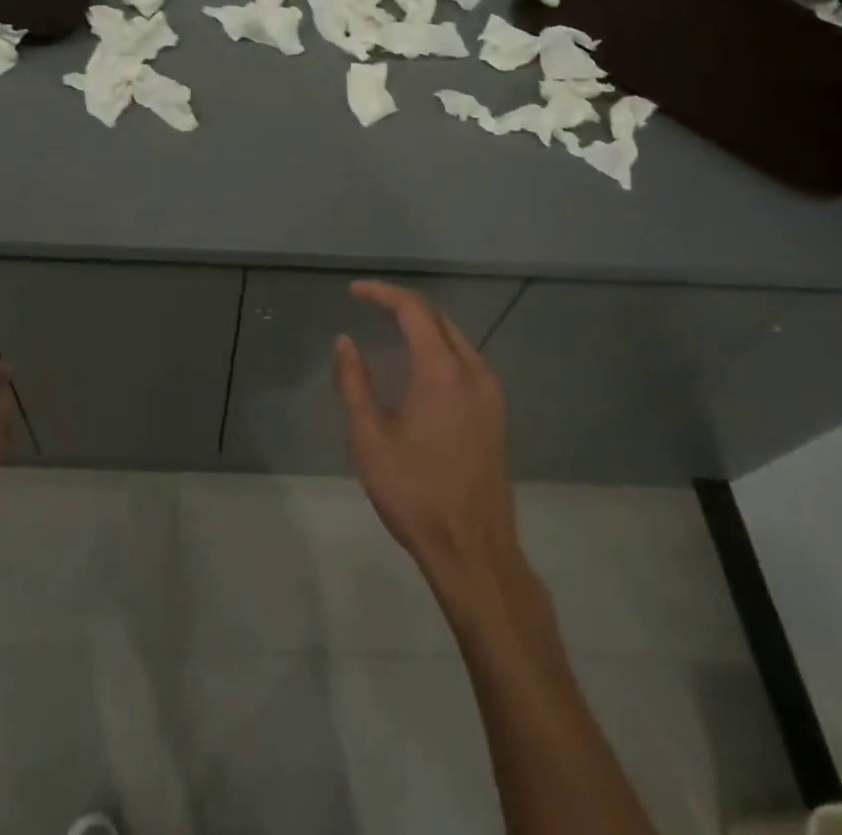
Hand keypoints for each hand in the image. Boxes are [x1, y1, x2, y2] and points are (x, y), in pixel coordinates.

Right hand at [333, 281, 522, 589]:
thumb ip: (354, 382)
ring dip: (424, 324)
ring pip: (456, 338)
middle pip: (438, 318)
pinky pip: (467, 360)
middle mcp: (473, 372)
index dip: (382, 293)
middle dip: (403, 304)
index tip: (354, 291)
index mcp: (442, 371)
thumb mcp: (369, 437)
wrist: (473, 550)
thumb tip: (345, 341)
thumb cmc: (414, 492)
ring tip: (390, 327)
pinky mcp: (496, 414)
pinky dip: (440, 347)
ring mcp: (491, 393)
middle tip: (369, 304)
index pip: (413, 310)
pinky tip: (420, 365)